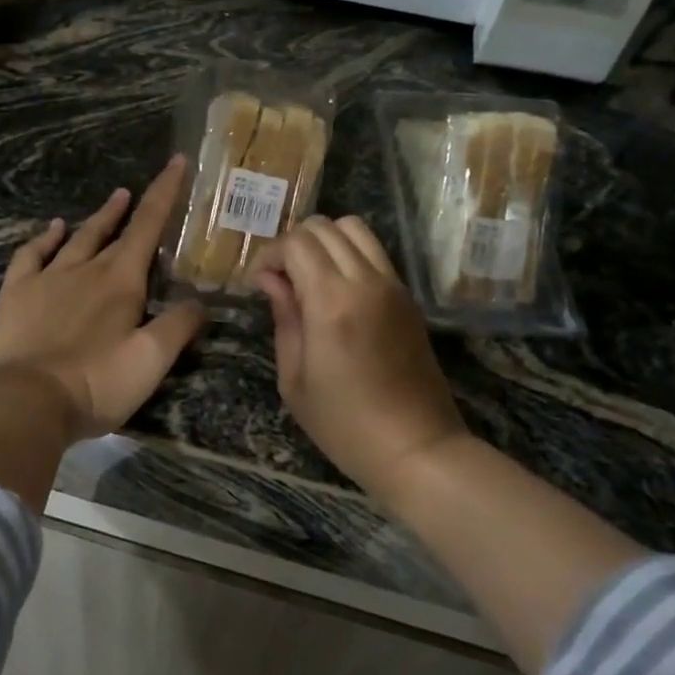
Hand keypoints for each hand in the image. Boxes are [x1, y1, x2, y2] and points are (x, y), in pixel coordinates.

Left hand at [0, 155, 204, 440]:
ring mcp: (46, 279)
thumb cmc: (96, 383)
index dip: (165, 192)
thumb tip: (199, 302)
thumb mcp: (151, 361)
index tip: (177, 161)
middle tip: (142, 189)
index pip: (149, 226)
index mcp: (121, 282)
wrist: (26, 401)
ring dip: (97, 218)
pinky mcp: (16, 294)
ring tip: (113, 199)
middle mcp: (85, 269)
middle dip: (133, 207)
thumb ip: (178, 326)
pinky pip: (31, 255)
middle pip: (115, 231)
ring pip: (77, 238)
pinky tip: (51, 229)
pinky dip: (43, 238)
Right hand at [253, 216, 466, 501]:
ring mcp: (393, 286)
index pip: (297, 243)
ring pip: (354, 229)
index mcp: (332, 302)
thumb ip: (284, 318)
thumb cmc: (344, 424)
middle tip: (280, 280)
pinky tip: (335, 291)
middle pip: (325, 227)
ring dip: (324, 243)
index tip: (257, 284)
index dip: (269, 255)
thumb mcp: (295, 379)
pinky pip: (374, 253)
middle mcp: (366, 282)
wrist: (416, 448)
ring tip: (308, 278)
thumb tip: (270, 280)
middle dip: (293, 244)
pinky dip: (348, 255)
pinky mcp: (407, 297)